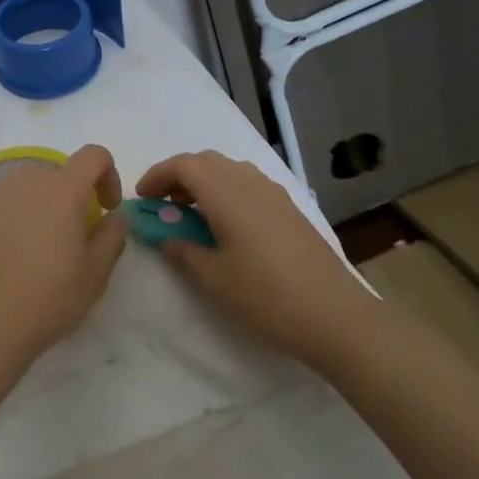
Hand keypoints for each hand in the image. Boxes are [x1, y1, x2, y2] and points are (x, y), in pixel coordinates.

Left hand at [0, 144, 128, 371]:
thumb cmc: (45, 301)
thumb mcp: (95, 275)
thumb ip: (113, 235)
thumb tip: (115, 215)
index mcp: (60, 190)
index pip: (93, 155)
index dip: (107, 174)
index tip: (105, 208)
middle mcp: (21, 182)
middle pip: (53, 175)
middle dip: (68, 198)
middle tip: (68, 239)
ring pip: (19, 192)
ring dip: (33, 210)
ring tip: (30, 254)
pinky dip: (2, 226)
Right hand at [137, 150, 371, 369]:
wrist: (336, 316)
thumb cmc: (266, 296)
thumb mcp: (213, 278)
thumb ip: (182, 250)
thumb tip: (165, 236)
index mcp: (226, 193)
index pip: (183, 165)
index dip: (157, 176)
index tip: (142, 198)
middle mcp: (250, 182)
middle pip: (206, 161)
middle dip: (179, 176)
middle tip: (163, 205)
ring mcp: (274, 194)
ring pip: (229, 170)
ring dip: (204, 182)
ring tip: (191, 215)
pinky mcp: (290, 209)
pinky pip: (248, 184)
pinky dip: (226, 192)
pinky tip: (225, 225)